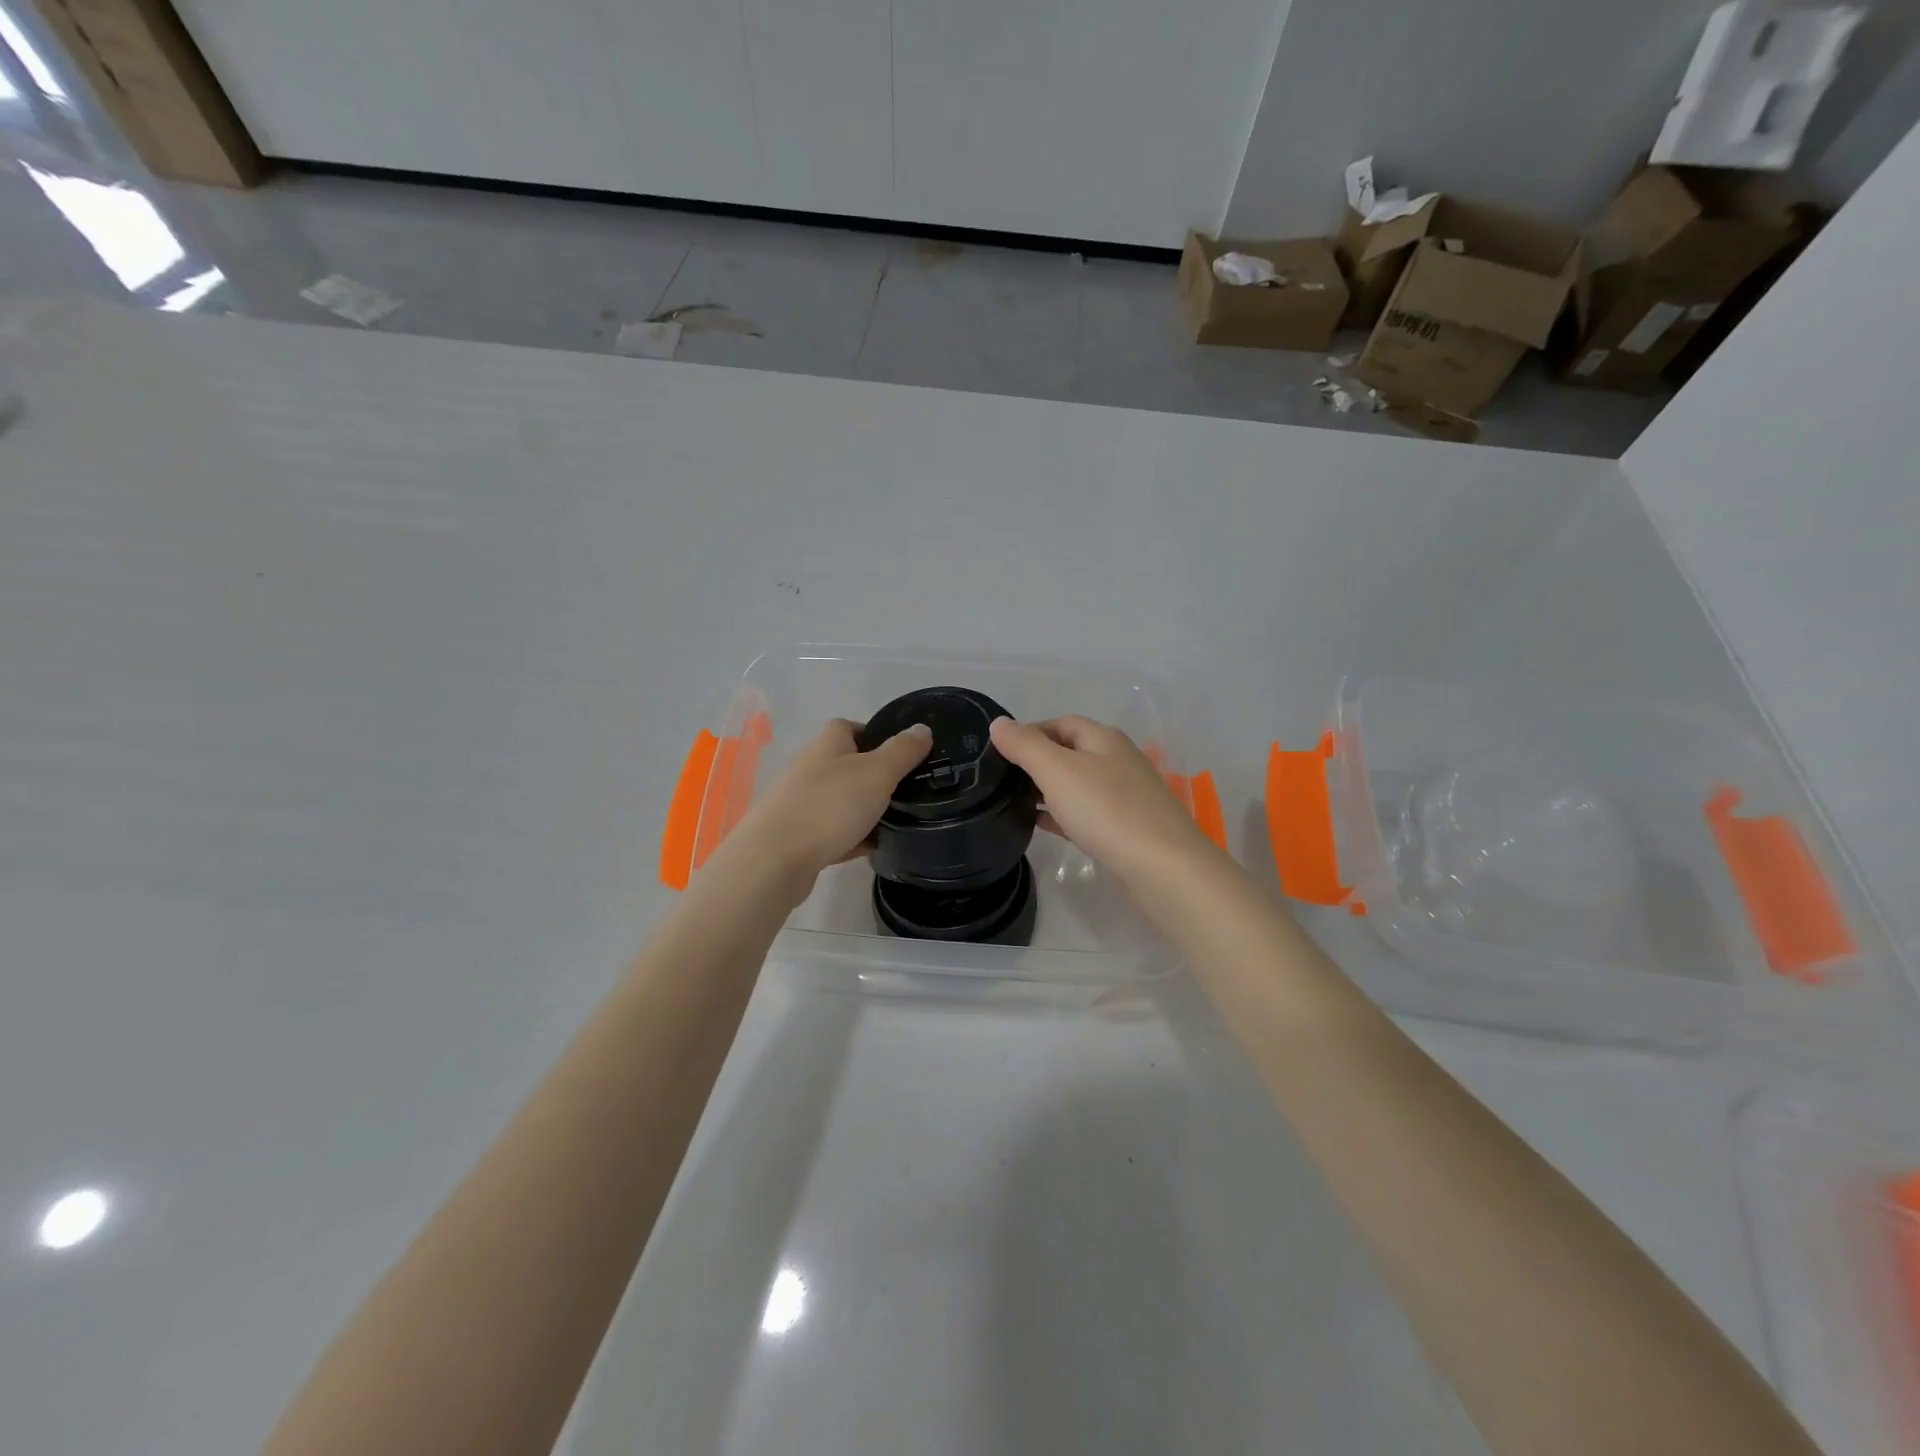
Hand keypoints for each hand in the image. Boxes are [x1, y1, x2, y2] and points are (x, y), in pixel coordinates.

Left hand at [724, 717, 931, 890]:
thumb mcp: (877, 772)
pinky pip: (834, 832)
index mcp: (828, 743)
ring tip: (898, 822)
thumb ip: (903, 750)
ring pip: (842, 800)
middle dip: (876, 777)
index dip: (878, 736)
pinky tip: (873, 850)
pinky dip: (853, 838)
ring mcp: (802, 802)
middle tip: (908, 791)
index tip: (905, 755)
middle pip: (849, 765)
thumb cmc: (830, 805)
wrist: (774, 859)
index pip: (853, 727)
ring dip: (866, 810)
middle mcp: (811, 767)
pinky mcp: (799, 835)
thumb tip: (922, 728)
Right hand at [989, 715, 1216, 889]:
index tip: (998, 752)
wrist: (1163, 867)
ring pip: (1078, 784)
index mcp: (1103, 739)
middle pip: (1070, 752)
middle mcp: (1117, 760)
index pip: (1060, 723)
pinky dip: (1062, 814)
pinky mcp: (1126, 828)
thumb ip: (1025, 745)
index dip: (1029, 731)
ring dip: (1048, 789)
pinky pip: (1086, 813)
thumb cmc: (1107, 810)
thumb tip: (998, 724)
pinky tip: (1041, 825)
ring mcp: (1125, 795)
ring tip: (1013, 802)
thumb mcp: (1057, 771)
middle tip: (1001, 779)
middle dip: (1036, 761)